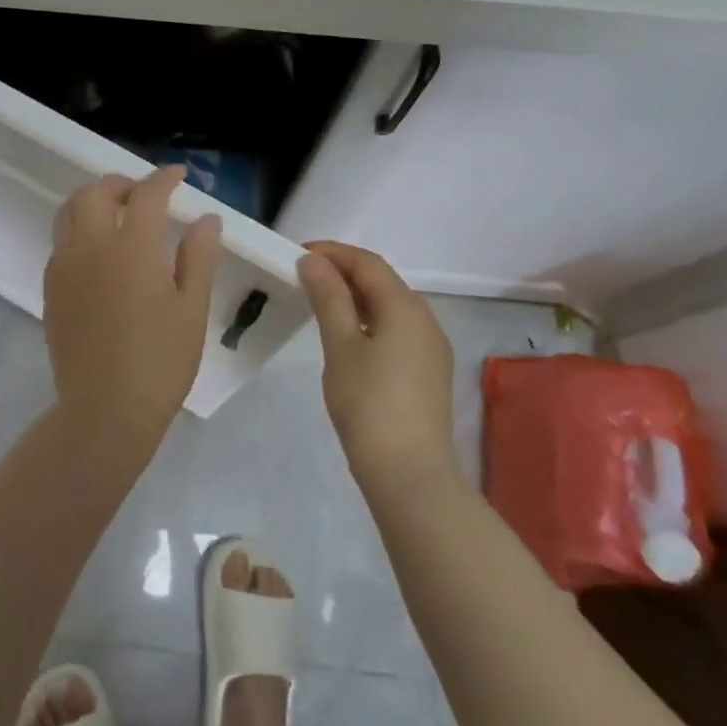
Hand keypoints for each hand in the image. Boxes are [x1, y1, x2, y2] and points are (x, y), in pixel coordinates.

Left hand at [43, 167, 223, 449]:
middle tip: (145, 194)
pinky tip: (100, 253)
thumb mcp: (192, 310)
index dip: (164, 180)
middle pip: (96, 193)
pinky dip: (79, 230)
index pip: (146, 195)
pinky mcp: (51, 290)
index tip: (179, 177)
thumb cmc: (160, 362)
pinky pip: (61, 243)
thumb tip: (206, 219)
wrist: (104, 411)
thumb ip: (199, 257)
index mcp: (131, 248)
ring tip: (119, 215)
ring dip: (94, 201)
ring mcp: (64, 268)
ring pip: (69, 213)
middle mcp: (90, 248)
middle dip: (122, 184)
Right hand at [298, 241, 459, 489]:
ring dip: (355, 296)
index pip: (367, 262)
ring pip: (390, 305)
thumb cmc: (368, 404)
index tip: (295, 256)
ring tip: (318, 302)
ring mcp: (431, 346)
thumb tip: (314, 261)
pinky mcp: (428, 370)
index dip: (331, 252)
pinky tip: (347, 335)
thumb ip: (328, 298)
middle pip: (381, 280)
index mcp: (405, 306)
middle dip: (342, 272)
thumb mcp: (340, 346)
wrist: (409, 472)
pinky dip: (369, 319)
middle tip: (302, 277)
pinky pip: (396, 328)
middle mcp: (425, 318)